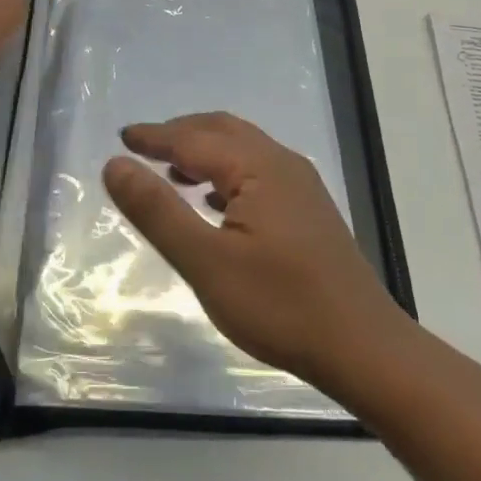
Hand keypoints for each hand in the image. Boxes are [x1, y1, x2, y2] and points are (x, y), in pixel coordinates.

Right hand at [102, 112, 402, 386]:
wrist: (364, 349)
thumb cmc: (280, 306)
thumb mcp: (205, 262)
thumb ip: (157, 211)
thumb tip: (115, 165)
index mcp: (257, 168)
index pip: (193, 139)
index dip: (154, 137)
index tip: (122, 137)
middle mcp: (282, 164)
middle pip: (222, 131)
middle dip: (180, 134)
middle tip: (142, 147)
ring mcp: (301, 187)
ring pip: (243, 150)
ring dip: (204, 152)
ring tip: (171, 173)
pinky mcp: (310, 212)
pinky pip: (258, 173)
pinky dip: (226, 174)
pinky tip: (214, 202)